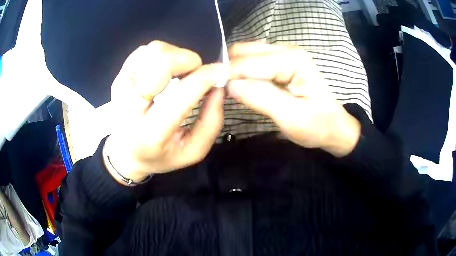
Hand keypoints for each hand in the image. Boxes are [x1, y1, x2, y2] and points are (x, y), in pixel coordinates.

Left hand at [104, 41, 224, 183]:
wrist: (126, 152)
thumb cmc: (161, 155)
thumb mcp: (193, 151)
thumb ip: (212, 121)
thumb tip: (218, 86)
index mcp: (150, 133)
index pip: (180, 94)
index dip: (205, 77)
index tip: (220, 72)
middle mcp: (130, 106)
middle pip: (161, 61)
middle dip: (188, 60)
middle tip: (196, 73)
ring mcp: (121, 87)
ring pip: (153, 50)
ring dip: (175, 56)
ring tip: (180, 74)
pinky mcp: (119, 75)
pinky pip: (145, 50)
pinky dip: (162, 54)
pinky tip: (165, 70)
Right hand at [228, 43, 360, 156]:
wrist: (335, 127)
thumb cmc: (318, 126)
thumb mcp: (291, 118)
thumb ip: (261, 97)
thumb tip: (229, 85)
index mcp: (292, 60)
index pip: (247, 61)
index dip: (227, 76)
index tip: (213, 93)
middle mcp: (286, 49)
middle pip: (243, 51)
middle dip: (228, 70)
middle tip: (222, 93)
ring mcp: (284, 54)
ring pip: (246, 54)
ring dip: (234, 71)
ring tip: (230, 92)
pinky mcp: (281, 62)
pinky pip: (253, 61)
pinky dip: (242, 72)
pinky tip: (242, 87)